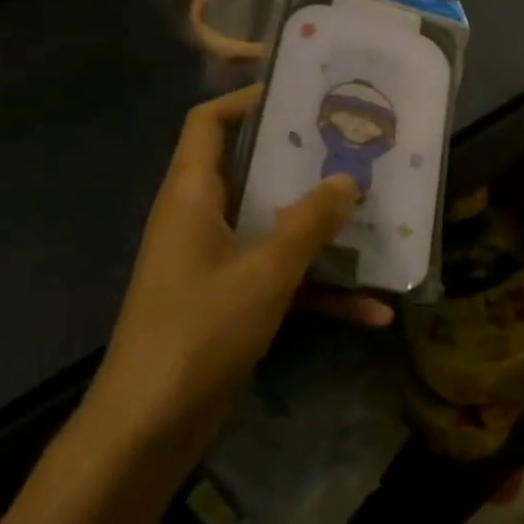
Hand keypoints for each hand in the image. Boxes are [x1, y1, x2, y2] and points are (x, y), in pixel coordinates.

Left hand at [82, 85, 389, 445]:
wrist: (147, 431)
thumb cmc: (199, 332)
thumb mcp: (265, 272)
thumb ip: (309, 222)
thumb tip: (348, 179)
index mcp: (192, 195)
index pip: (208, 123)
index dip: (247, 99)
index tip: (302, 92)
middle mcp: (201, 219)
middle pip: (252, 170)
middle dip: (304, 160)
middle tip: (355, 145)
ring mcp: (216, 262)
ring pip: (274, 226)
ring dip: (322, 227)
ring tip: (376, 213)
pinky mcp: (230, 302)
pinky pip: (281, 279)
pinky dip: (320, 289)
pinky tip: (374, 310)